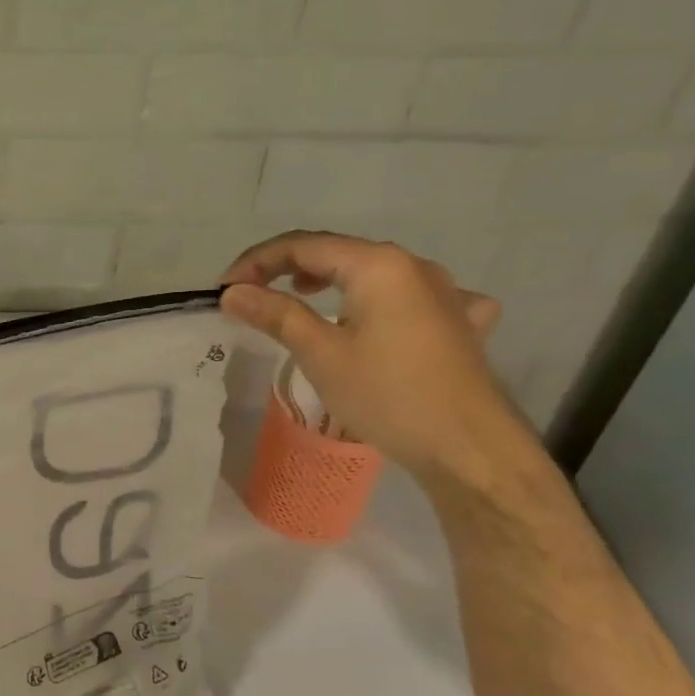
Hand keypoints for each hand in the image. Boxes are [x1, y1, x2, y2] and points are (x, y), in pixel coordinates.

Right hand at [220, 231, 533, 490]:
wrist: (469, 449)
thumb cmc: (388, 396)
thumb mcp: (321, 353)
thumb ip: (275, 314)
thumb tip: (232, 292)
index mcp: (378, 265)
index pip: (302, 246)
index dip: (256, 263)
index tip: (224, 290)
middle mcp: (413, 266)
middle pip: (337, 252)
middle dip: (287, 268)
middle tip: (250, 294)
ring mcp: (444, 292)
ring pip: (372, 271)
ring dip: (329, 279)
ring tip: (302, 297)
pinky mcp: (457, 322)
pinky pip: (410, 295)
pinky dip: (378, 298)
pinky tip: (380, 317)